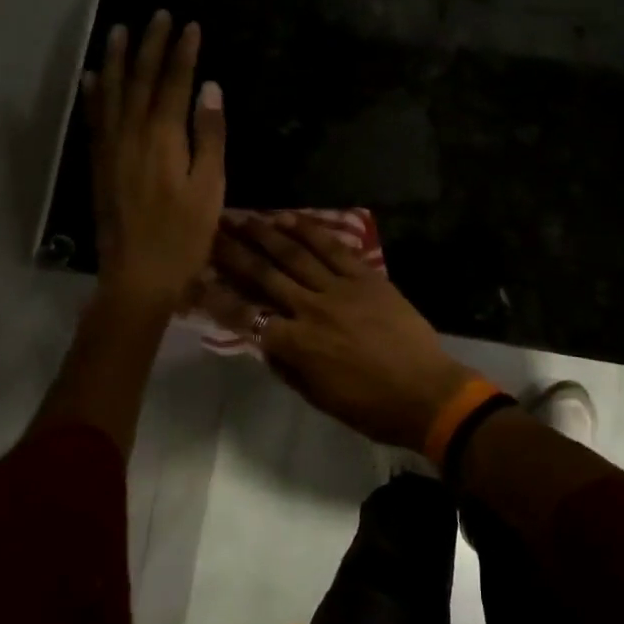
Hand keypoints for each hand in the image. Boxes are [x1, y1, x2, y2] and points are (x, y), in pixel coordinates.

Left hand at [82, 11, 225, 310]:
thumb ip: (209, 136)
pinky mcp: (98, 164)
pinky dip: (93, 94)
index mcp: (163, 138)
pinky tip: (92, 77)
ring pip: (111, 93)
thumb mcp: (210, 188)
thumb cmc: (184, 235)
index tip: (190, 25)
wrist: (137, 275)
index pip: (173, 83)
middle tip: (158, 14)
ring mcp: (110, 148)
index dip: (182, 52)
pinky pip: (94, 119)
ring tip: (120, 30)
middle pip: (140, 79)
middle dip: (150, 45)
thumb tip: (210, 88)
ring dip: (116, 59)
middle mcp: (131, 134)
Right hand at [199, 213, 472, 450]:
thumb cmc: (371, 406)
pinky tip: (290, 218)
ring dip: (266, 234)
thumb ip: (288, 367)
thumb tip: (266, 342)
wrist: (426, 392)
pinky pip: (333, 248)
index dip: (217, 295)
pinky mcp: (365, 277)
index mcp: (297, 345)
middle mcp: (311, 309)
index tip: (197, 276)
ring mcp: (340, 289)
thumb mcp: (319, 397)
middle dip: (234, 252)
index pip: (246, 315)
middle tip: (212, 231)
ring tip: (243, 217)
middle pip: (264, 275)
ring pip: (295, 254)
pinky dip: (310, 231)